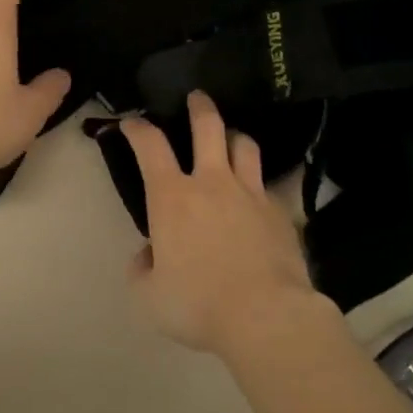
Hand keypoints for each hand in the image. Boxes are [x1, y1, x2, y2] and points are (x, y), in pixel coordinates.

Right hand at [124, 92, 320, 354]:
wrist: (266, 316)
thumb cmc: (198, 304)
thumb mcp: (150, 296)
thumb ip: (143, 270)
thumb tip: (149, 256)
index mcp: (172, 197)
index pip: (150, 145)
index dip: (138, 128)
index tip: (132, 122)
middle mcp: (212, 182)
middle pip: (208, 127)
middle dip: (199, 107)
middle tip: (196, 97)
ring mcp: (250, 193)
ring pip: (244, 145)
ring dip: (234, 136)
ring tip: (230, 139)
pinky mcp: (280, 211)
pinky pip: (267, 185)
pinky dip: (258, 183)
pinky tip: (258, 197)